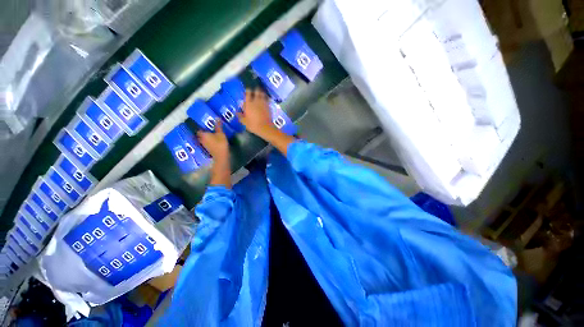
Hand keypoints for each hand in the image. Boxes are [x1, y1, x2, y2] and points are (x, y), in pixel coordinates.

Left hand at [197, 120, 228, 158]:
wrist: (221, 156)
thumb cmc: (220, 143)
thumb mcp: (221, 134)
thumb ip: (218, 126)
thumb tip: (217, 118)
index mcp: (203, 134)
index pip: (199, 129)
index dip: (200, 126)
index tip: (204, 124)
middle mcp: (201, 139)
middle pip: (200, 134)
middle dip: (202, 132)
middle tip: (207, 129)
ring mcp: (204, 145)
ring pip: (202, 139)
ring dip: (205, 137)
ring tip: (210, 134)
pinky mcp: (207, 149)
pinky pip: (206, 143)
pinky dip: (207, 141)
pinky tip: (212, 140)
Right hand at [237, 88, 275, 137]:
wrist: (265, 127)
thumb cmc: (253, 125)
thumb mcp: (244, 122)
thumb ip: (240, 116)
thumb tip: (237, 112)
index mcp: (249, 104)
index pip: (248, 93)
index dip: (247, 91)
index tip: (247, 90)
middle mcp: (256, 101)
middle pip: (257, 91)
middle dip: (256, 90)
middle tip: (255, 91)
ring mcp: (264, 103)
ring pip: (263, 94)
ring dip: (261, 93)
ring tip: (260, 94)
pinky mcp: (269, 106)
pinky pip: (268, 99)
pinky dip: (266, 98)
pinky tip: (266, 99)